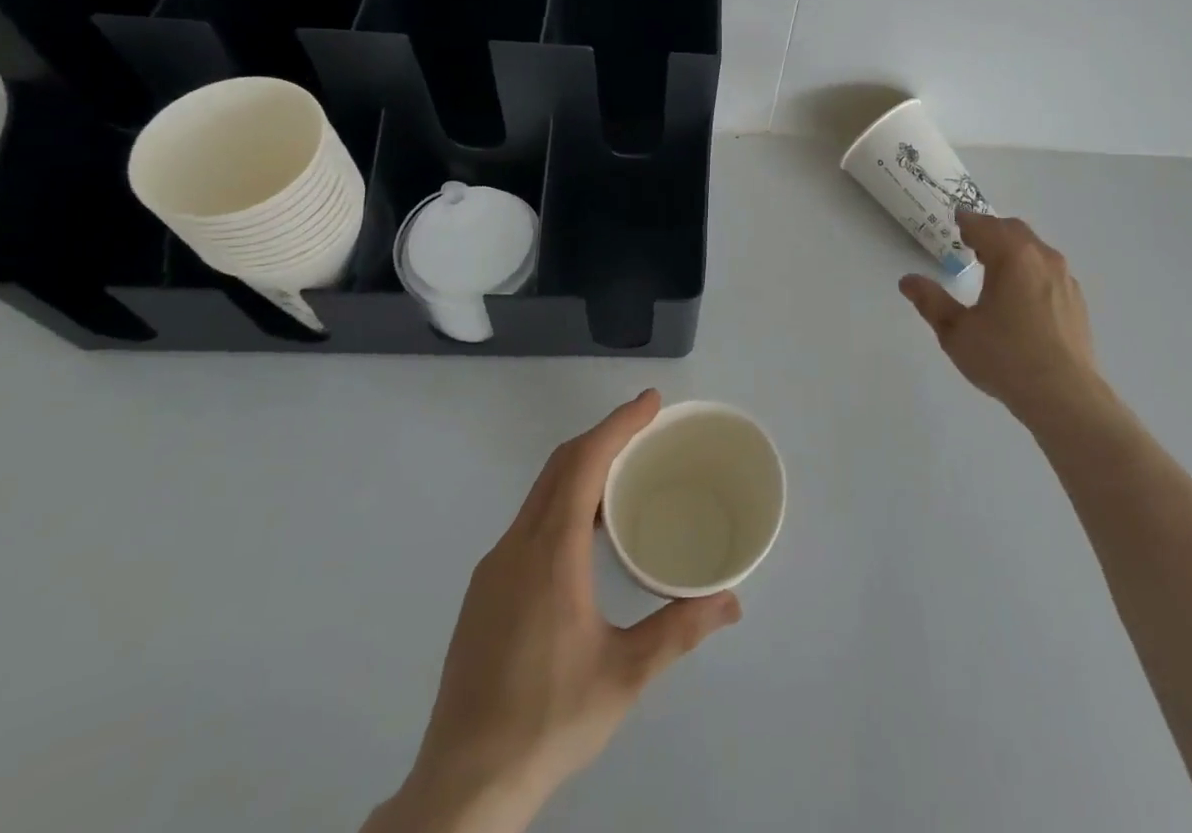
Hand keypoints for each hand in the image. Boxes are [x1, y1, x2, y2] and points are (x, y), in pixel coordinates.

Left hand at [367, 390, 741, 832]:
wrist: (460, 788)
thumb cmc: (548, 721)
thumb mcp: (625, 676)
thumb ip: (679, 630)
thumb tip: (731, 601)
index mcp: (550, 553)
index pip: (584, 463)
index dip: (618, 425)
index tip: (650, 402)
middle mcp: (516, 547)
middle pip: (560, 467)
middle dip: (603, 436)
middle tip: (646, 426)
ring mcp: (493, 569)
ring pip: (541, 493)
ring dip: (582, 468)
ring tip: (625, 472)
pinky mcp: (484, 592)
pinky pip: (529, 521)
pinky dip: (563, 500)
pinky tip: (586, 532)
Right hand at [900, 211, 1102, 426]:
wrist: (1064, 396)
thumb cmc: (1004, 358)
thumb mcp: (956, 332)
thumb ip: (930, 301)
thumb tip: (907, 280)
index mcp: (1012, 256)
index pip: (985, 226)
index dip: (967, 221)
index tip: (957, 221)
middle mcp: (1042, 258)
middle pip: (1014, 230)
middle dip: (991, 231)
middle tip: (971, 242)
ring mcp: (1064, 279)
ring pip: (1035, 250)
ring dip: (1013, 250)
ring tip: (995, 268)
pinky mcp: (1076, 301)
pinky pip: (1049, 271)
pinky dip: (1031, 270)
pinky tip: (1021, 296)